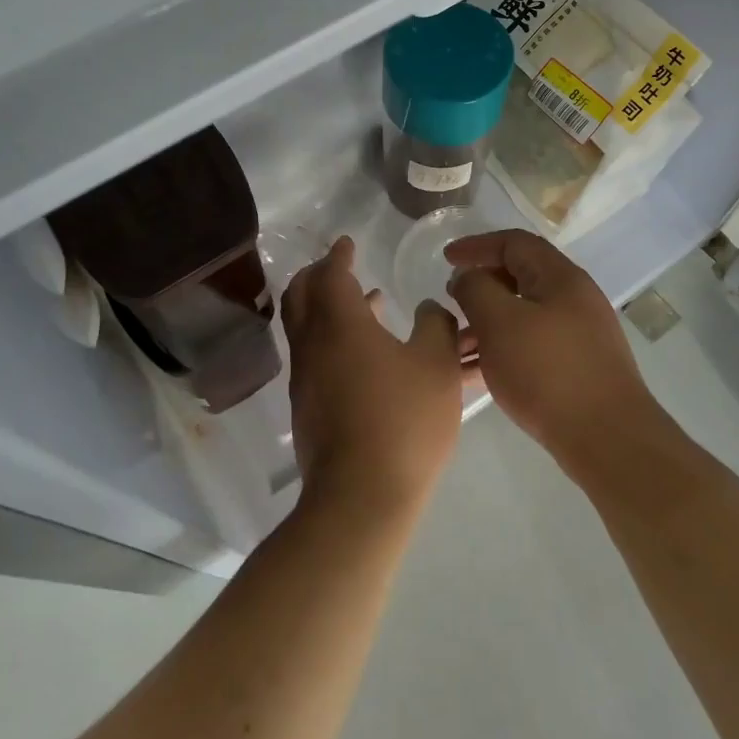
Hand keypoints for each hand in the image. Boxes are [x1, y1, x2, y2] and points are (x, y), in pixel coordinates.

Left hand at [281, 236, 465, 518]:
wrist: (362, 496)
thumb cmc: (404, 421)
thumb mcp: (437, 366)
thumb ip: (436, 326)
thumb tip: (428, 308)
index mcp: (340, 323)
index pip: (330, 273)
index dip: (338, 254)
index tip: (347, 243)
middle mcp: (312, 344)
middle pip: (301, 296)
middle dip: (319, 275)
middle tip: (342, 266)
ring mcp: (304, 378)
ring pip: (306, 328)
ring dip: (328, 308)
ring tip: (368, 303)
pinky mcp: (307, 408)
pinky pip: (315, 356)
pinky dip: (333, 339)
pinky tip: (367, 355)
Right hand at [444, 230, 676, 482]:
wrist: (608, 439)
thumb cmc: (548, 372)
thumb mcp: (500, 322)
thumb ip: (475, 290)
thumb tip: (467, 278)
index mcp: (560, 278)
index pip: (514, 243)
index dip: (476, 246)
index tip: (445, 260)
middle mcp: (574, 299)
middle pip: (519, 278)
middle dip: (480, 288)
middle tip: (450, 304)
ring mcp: (578, 335)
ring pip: (522, 316)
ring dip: (486, 324)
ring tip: (455, 347)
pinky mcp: (577, 368)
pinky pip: (530, 346)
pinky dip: (501, 350)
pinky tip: (476, 374)